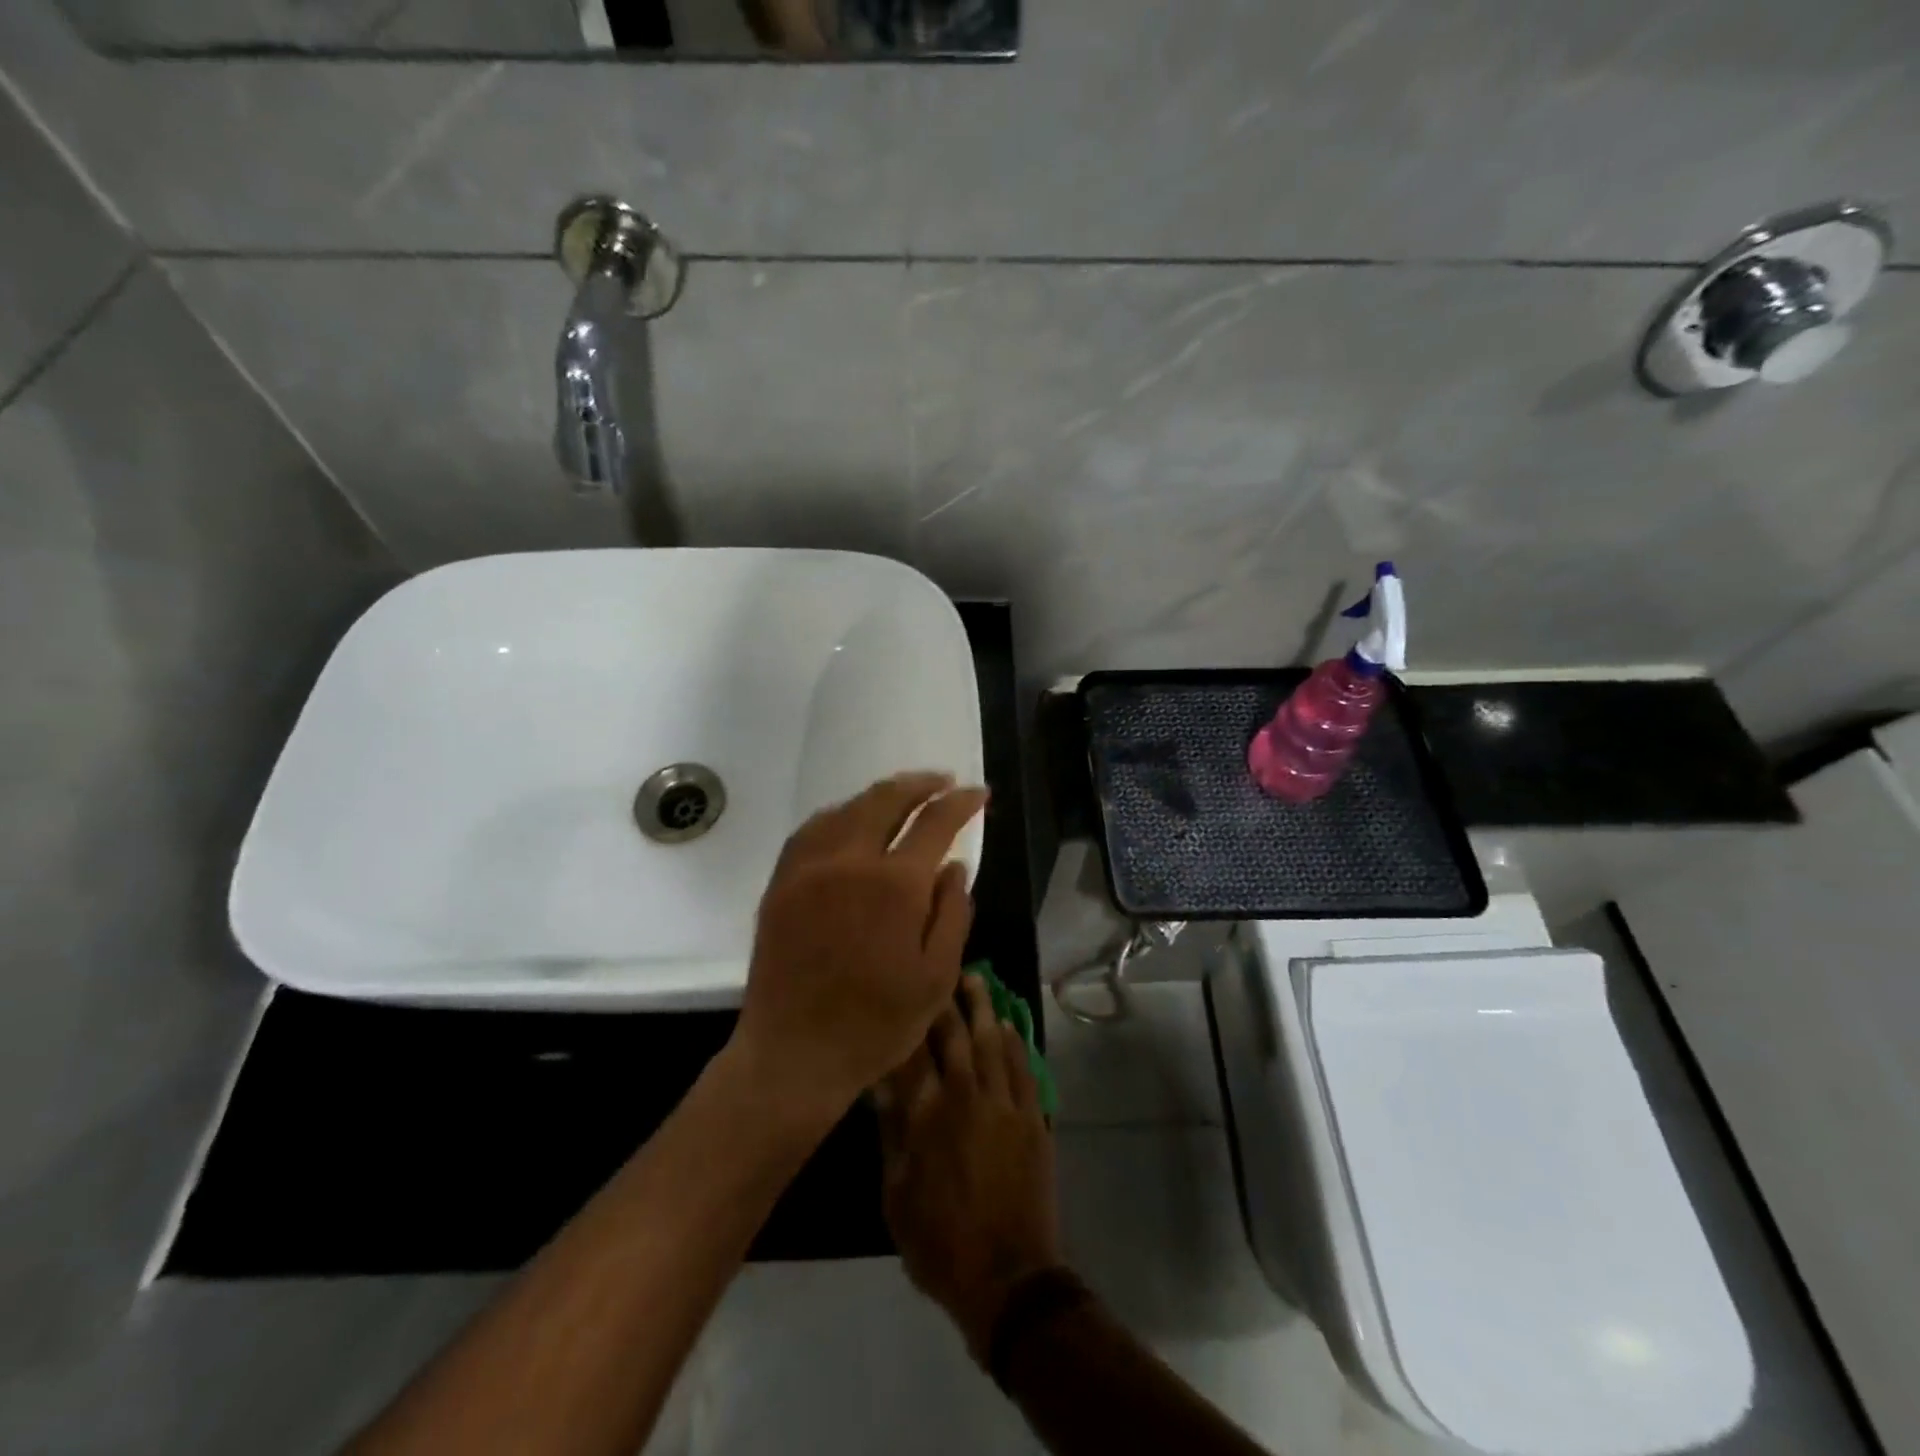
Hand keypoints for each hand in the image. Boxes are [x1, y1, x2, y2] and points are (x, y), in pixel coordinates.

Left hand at [730, 772, 987, 1128]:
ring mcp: (809, 867)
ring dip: (881, 795)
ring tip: (904, 796)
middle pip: (887, 799)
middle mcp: (850, 861)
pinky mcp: (782, 882)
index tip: (979, 795)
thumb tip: (955, 866)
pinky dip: (841, 814)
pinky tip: (852, 821)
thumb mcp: (937, 978)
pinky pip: (813, 829)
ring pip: (848, 808)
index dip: (962, 803)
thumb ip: (953, 913)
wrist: (794, 1054)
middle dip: (921, 784)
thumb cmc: (877, 1024)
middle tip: (943, 782)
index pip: (936, 822)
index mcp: (895, 885)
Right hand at [878, 974, 1062, 1363]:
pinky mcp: (1033, 1118)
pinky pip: (1024, 1068)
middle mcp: (967, 1096)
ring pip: (993, 1041)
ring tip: (975, 980)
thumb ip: (891, 1132)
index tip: (898, 991)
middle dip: (944, 1001)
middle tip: (939, 970)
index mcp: (927, 1115)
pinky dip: (1016, 1043)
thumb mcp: (896, 1194)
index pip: (911, 1053)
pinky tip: (1009, 1026)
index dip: (905, 1020)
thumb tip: (878, 1084)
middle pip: (954, 1036)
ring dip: (983, 1008)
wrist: (1008, 1279)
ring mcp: (1005, 1104)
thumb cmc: (939, 1243)